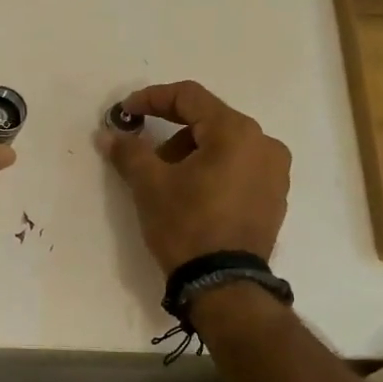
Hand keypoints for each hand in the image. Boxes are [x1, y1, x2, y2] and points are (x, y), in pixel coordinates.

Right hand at [103, 80, 290, 272]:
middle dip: (170, 131)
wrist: (223, 284)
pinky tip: (192, 194)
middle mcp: (264, 143)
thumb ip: (128, 151)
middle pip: (208, 120)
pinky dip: (212, 170)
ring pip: (224, 145)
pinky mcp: (275, 197)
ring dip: (191, 152)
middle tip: (143, 153)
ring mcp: (275, 172)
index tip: (125, 113)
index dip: (151, 99)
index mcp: (236, 132)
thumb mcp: (149, 185)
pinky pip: (239, 167)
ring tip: (166, 180)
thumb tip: (107, 134)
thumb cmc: (186, 225)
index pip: (189, 97)